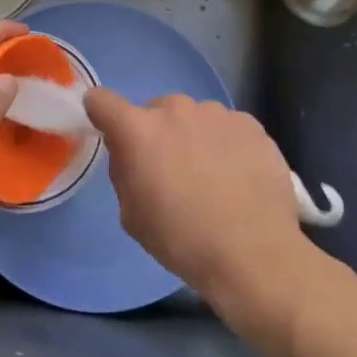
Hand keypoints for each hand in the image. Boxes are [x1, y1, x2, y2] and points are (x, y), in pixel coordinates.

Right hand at [82, 89, 311, 308]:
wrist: (255, 255)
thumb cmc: (183, 240)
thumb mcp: (132, 216)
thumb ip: (124, 173)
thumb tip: (131, 156)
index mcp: (139, 130)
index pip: (102, 101)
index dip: (102, 113)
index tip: (111, 131)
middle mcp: (175, 109)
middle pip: (155, 111)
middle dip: (157, 134)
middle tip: (172, 171)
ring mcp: (216, 113)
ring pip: (194, 118)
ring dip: (193, 137)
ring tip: (213, 177)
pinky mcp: (250, 124)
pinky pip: (226, 127)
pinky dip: (226, 144)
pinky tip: (239, 177)